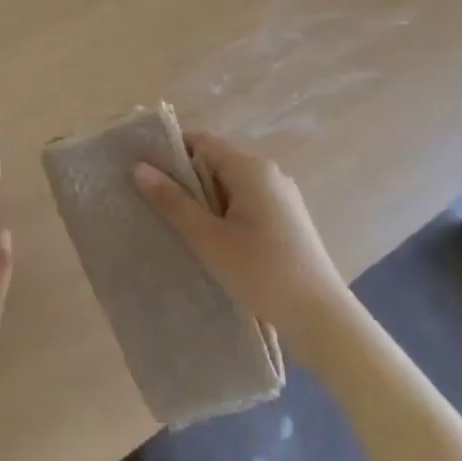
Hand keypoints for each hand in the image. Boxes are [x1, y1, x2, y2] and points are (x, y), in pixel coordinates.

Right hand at [133, 131, 345, 350]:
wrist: (321, 318)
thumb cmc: (261, 272)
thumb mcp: (208, 239)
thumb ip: (173, 202)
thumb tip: (139, 167)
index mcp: (251, 168)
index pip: (202, 142)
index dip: (171, 152)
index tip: (143, 171)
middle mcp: (269, 173)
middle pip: (216, 162)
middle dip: (185, 179)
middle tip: (152, 202)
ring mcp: (282, 197)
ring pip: (230, 185)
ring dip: (204, 200)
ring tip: (175, 224)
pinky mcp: (287, 220)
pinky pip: (246, 203)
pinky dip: (224, 213)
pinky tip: (210, 240)